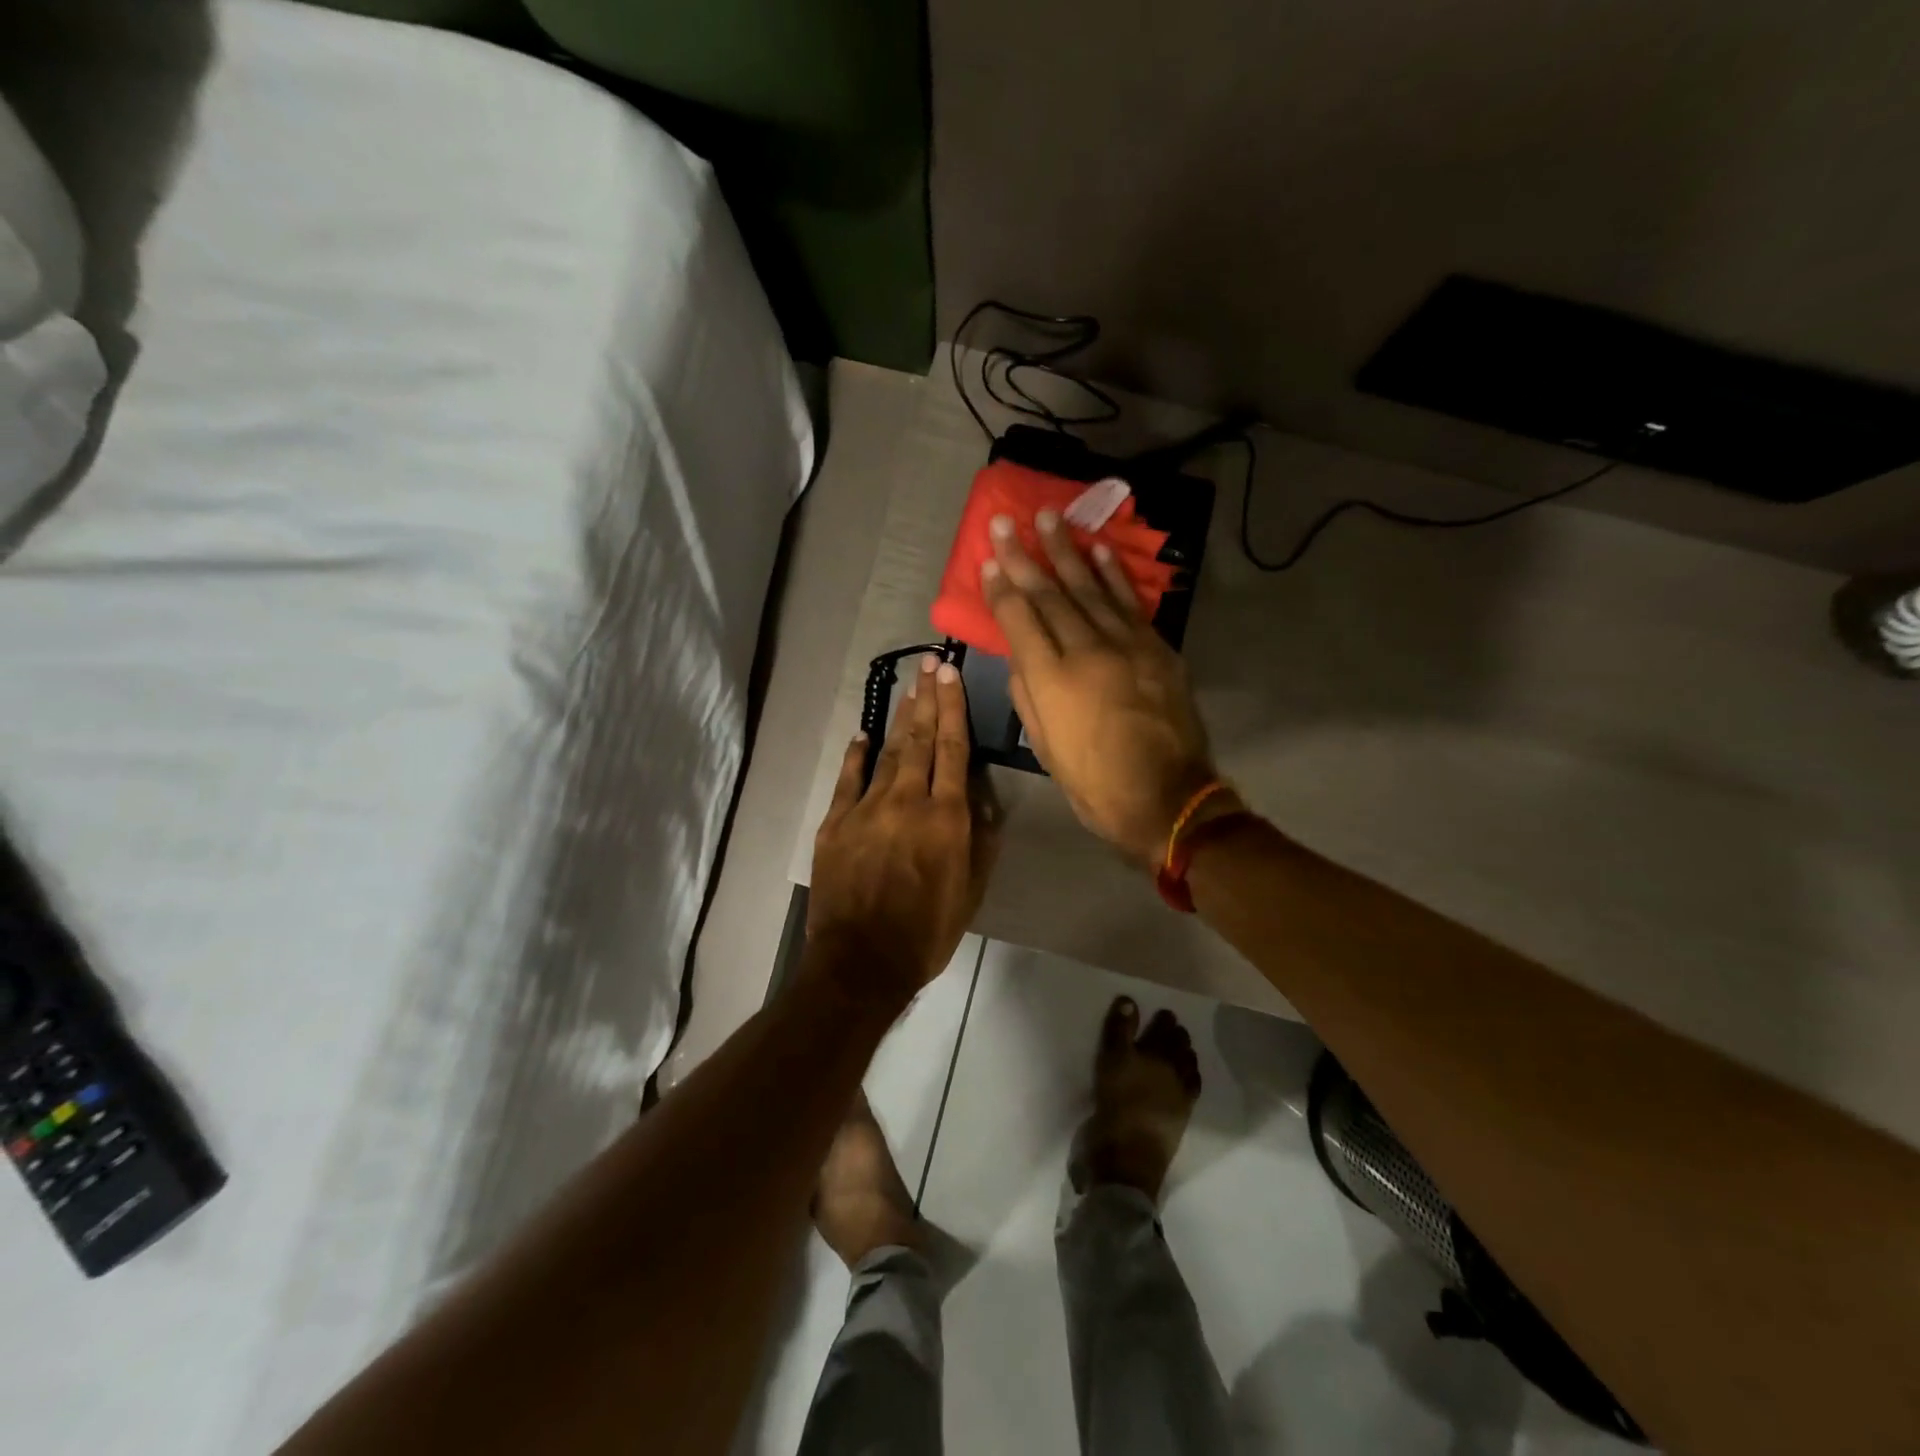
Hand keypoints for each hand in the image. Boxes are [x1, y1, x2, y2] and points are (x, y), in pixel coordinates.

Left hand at [809, 654, 998, 1001]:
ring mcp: (866, 809)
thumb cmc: (926, 932)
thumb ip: (980, 840)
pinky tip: (863, 735)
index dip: (953, 708)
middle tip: (930, 663)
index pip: (953, 750)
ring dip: (900, 719)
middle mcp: (907, 802)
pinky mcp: (835, 824)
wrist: (861, 963)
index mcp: (945, 818)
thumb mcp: (971, 891)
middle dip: (927, 699)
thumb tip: (981, 798)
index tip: (950, 675)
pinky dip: (856, 755)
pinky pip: (848, 780)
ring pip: (887, 753)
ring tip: (909, 689)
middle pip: (920, 740)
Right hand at [981, 510, 1216, 864]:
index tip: (988, 559)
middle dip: (1025, 556)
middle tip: (1007, 521)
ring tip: (1050, 517)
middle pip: (1050, 595)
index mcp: (1051, 680)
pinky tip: (1098, 549)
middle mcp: (1085, 651)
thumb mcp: (1045, 747)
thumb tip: (1021, 654)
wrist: (1166, 797)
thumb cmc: (1094, 782)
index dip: (1001, 587)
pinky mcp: (1156, 648)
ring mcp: (1126, 645)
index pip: (1019, 619)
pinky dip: (1113, 574)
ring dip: (1067, 551)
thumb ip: (1027, 694)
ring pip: (1089, 588)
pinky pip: (1130, 603)